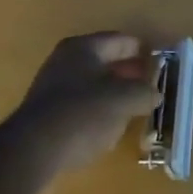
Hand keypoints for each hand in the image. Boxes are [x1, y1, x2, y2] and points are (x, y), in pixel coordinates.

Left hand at [13, 32, 161, 175]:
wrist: (32, 153)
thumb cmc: (82, 113)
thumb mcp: (123, 100)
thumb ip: (144, 93)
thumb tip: (154, 94)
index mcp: (83, 47)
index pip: (120, 41)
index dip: (142, 50)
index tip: (160, 62)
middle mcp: (65, 61)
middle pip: (105, 62)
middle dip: (128, 74)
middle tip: (150, 86)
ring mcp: (52, 88)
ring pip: (92, 86)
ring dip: (113, 95)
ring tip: (133, 109)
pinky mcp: (46, 116)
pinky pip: (80, 107)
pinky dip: (96, 113)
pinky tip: (108, 130)